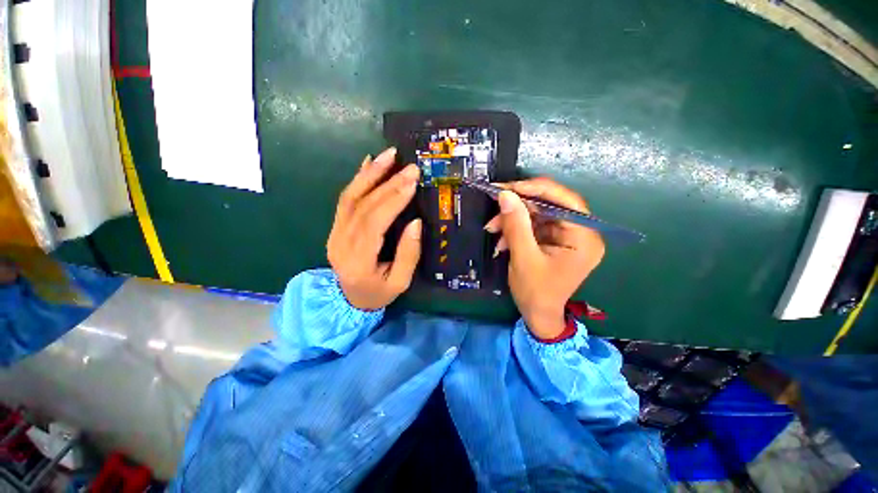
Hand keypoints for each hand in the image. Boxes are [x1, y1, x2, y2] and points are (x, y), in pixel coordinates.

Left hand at [327, 147, 421, 309]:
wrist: (348, 300)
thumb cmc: (378, 293)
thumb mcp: (400, 282)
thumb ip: (408, 254)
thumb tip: (415, 222)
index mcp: (358, 260)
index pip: (374, 223)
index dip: (392, 200)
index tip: (411, 183)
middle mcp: (341, 242)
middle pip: (363, 206)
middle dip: (388, 183)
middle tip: (409, 167)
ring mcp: (335, 232)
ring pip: (351, 196)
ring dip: (371, 173)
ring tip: (389, 155)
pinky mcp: (336, 226)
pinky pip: (345, 198)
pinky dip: (358, 179)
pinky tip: (369, 163)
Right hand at [484, 178, 604, 338]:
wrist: (538, 315)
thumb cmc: (535, 292)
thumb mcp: (523, 258)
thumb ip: (516, 225)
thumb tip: (505, 194)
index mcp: (584, 238)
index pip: (566, 200)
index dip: (537, 189)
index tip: (509, 187)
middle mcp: (581, 232)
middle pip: (549, 205)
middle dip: (519, 207)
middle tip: (495, 207)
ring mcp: (567, 236)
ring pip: (538, 214)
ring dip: (513, 219)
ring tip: (492, 228)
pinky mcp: (554, 240)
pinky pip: (534, 225)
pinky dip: (515, 229)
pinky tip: (501, 239)